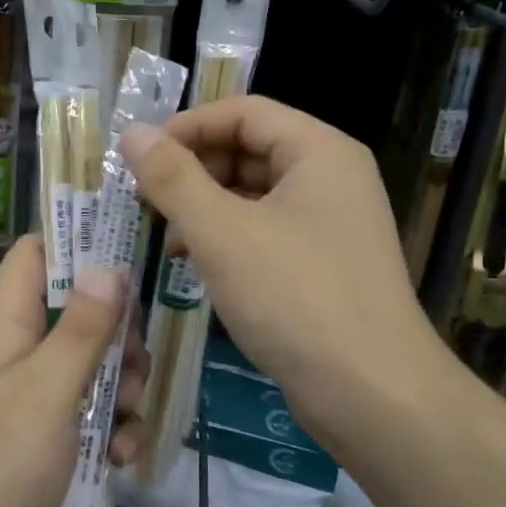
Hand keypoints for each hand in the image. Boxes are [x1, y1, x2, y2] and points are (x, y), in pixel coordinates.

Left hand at [0, 236, 144, 506]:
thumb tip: (108, 263)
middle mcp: (20, 351)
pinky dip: (112, 431)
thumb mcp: (45, 392)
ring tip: (128, 419)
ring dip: (122, 389)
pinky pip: (90, 416)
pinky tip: (122, 459)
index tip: (129, 253)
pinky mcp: (46, 438)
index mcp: (9, 324)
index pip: (37, 255)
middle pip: (79, 311)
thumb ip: (80, 330)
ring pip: (93, 366)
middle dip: (118, 333)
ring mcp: (33, 396)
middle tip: (132, 363)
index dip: (78, 243)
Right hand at [122, 97, 442, 452]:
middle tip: (145, 200)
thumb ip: (172, 178)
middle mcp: (331, 177)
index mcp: (319, 151)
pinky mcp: (325, 264)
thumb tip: (132, 133)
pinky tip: (195, 264)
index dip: (187, 126)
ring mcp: (331, 223)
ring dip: (205, 207)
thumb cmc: (295, 297)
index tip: (140, 157)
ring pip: (254, 194)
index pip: (243, 112)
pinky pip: (266, 231)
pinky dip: (227, 238)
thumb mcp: (221, 232)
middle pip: (249, 149)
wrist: (373, 395)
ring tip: (164, 237)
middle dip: (193, 170)